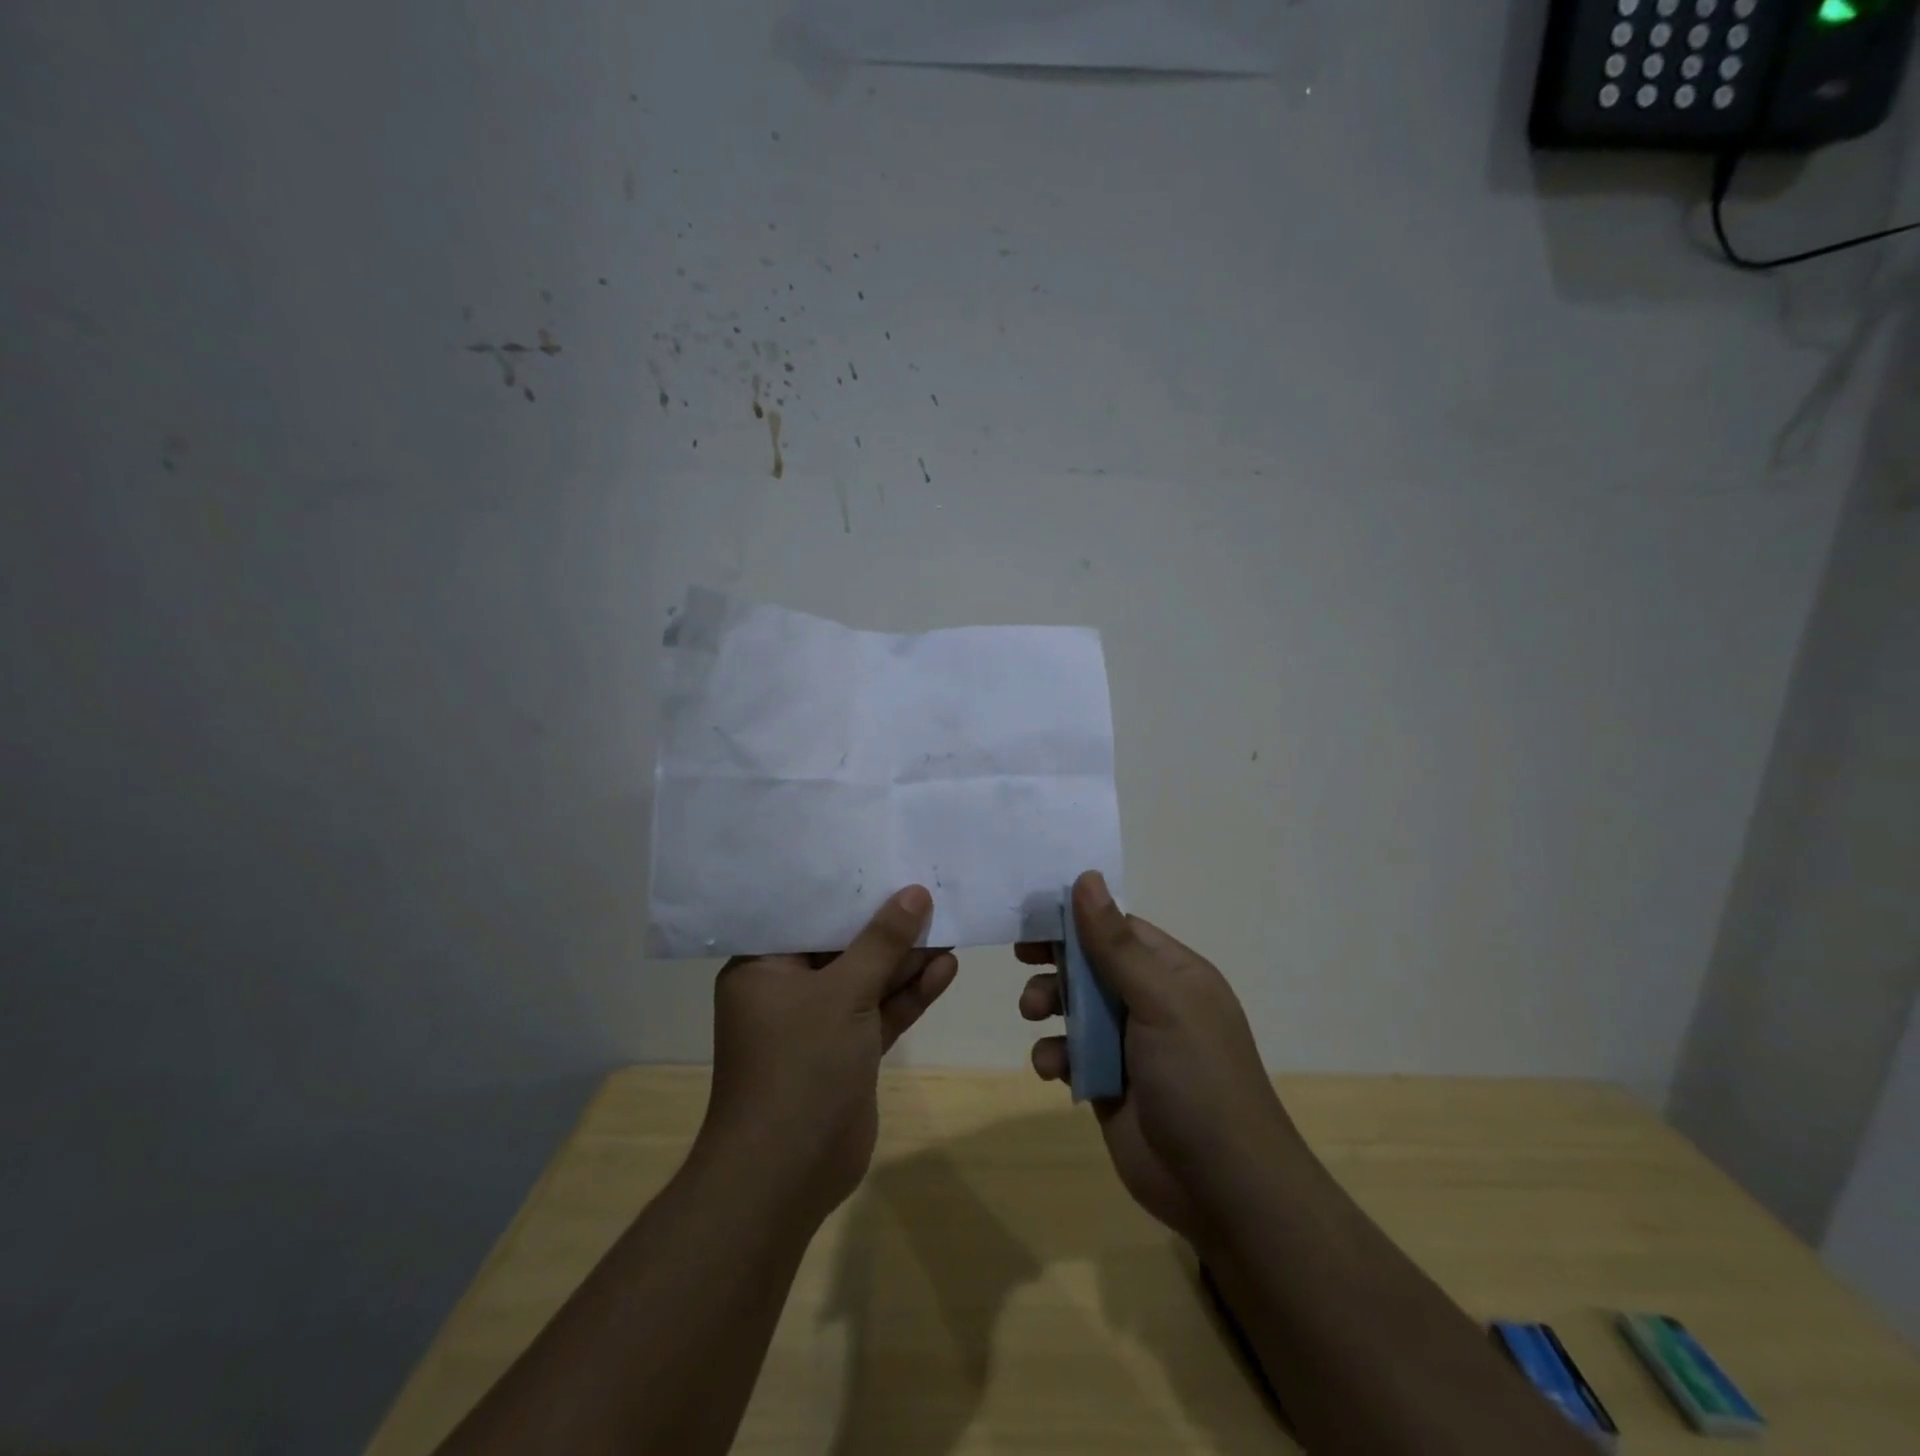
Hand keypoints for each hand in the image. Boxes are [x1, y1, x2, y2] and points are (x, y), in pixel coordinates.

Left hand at [703, 887, 957, 1223]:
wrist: (787, 1175)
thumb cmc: (799, 1066)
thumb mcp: (843, 993)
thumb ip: (882, 943)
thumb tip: (916, 893)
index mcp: (764, 967)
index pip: (807, 914)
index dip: (848, 890)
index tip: (885, 860)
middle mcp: (788, 989)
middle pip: (843, 945)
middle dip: (886, 924)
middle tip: (929, 889)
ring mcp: (820, 1023)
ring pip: (868, 979)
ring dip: (906, 959)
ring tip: (949, 922)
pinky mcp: (848, 1052)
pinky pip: (881, 1012)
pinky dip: (910, 993)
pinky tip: (947, 967)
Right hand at [1018, 872, 1301, 1248]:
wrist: (1223, 1189)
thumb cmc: (1197, 1078)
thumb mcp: (1159, 1001)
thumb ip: (1116, 944)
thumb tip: (1086, 878)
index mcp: (1173, 974)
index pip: (1118, 929)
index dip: (1077, 919)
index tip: (1034, 916)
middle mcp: (1151, 1003)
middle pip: (1091, 965)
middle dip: (1057, 963)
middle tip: (1023, 960)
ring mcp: (1129, 1045)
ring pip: (1075, 1008)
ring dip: (1049, 1006)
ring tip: (1034, 1014)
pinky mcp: (1108, 1084)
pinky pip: (1070, 1054)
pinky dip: (1055, 1055)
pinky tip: (1052, 1069)